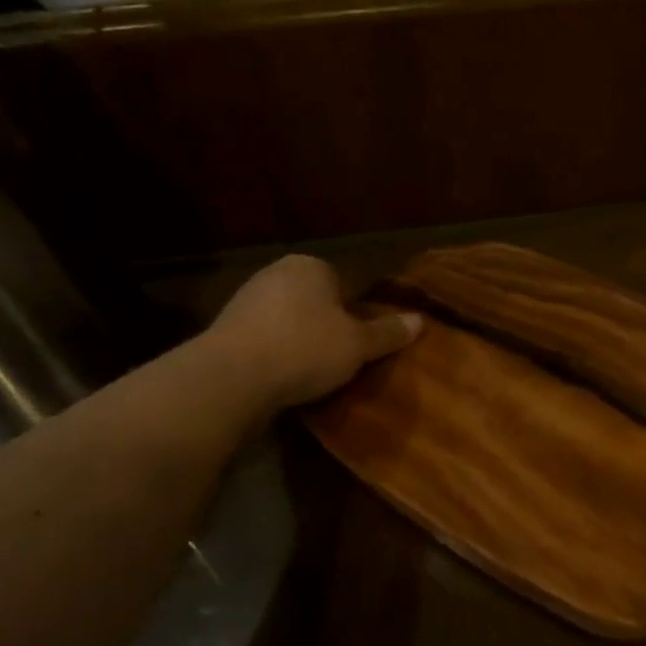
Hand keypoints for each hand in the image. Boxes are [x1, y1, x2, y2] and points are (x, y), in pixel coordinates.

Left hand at [204, 255, 420, 408]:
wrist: (232, 378)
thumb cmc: (305, 348)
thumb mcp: (359, 345)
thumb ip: (388, 332)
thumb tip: (421, 320)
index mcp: (309, 266)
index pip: (342, 282)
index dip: (354, 312)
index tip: (358, 340)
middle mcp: (274, 273)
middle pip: (314, 301)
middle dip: (325, 326)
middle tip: (341, 357)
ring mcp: (244, 301)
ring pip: (287, 321)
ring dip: (299, 342)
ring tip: (313, 373)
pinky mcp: (224, 331)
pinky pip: (263, 341)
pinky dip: (275, 356)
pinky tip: (283, 379)